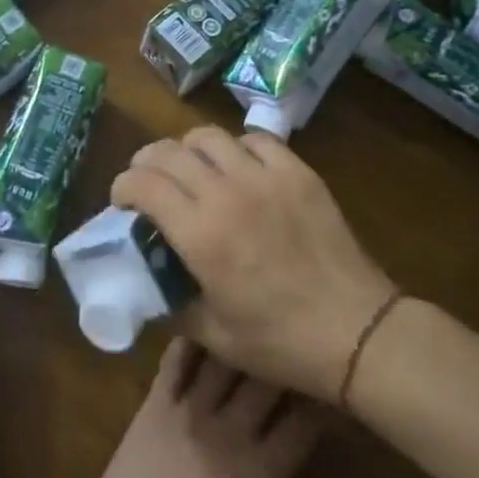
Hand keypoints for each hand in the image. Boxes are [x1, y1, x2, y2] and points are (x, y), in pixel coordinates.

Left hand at [78, 340, 323, 477]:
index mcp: (261, 475)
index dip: (322, 403)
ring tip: (252, 326)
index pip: (303, 425)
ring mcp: (190, 409)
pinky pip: (176, 359)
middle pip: (267, 379)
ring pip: (224, 358)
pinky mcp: (155, 402)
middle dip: (285, 361)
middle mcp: (230, 430)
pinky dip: (192, 339)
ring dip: (241, 341)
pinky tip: (202, 323)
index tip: (329, 390)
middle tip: (293, 348)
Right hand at [112, 127, 398, 399]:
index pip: (143, 183)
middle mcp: (226, 193)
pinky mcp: (297, 172)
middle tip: (148, 181)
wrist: (356, 330)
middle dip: (146, 162)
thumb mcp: (213, 335)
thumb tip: (150, 284)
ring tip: (191, 169)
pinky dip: (236, 148)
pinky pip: (255, 140)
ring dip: (188, 150)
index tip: (122, 202)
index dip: (123, 186)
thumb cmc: (280, 341)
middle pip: (169, 152)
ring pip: (208, 136)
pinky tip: (239, 168)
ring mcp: (264, 176)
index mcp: (200, 233)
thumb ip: (173, 303)